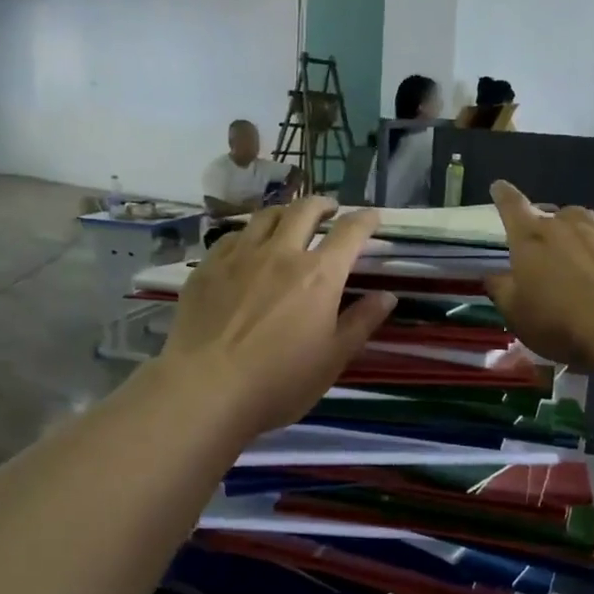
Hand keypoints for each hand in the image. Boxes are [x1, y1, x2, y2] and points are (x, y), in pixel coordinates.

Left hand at [160, 197, 396, 435]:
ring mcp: (240, 257)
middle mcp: (281, 254)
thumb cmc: (280, 381)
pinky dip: (249, 234)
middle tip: (329, 209)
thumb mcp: (333, 358)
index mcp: (319, 275)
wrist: (206, 390)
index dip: (365, 219)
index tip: (372, 216)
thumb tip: (387, 295)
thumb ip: (361, 322)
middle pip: (304, 211)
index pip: (349, 233)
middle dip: (322, 204)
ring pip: (265, 216)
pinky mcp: (207, 268)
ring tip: (289, 219)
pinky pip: (232, 236)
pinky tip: (247, 246)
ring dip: (285, 212)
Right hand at [483, 180, 593, 365]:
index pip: (511, 207)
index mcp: (529, 238)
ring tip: (579, 253)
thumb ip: (500, 289)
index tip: (499, 186)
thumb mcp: (515, 313)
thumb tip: (492, 275)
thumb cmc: (558, 321)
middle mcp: (564, 225)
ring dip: (577, 232)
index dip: (503, 196)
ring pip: (583, 220)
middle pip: (550, 217)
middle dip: (544, 229)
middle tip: (545, 253)